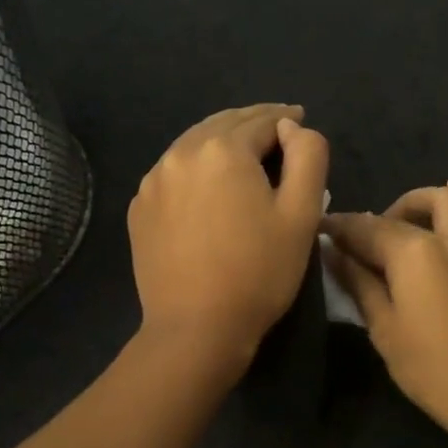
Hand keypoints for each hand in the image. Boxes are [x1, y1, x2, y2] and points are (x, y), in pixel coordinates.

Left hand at [129, 103, 329, 366]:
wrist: (196, 329)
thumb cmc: (259, 272)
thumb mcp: (302, 214)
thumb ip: (308, 156)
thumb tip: (291, 127)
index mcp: (223, 149)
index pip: (262, 120)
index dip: (286, 119)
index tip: (299, 119)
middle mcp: (181, 153)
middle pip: (223, 125)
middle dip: (252, 123)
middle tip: (275, 128)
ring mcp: (153, 181)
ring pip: (194, 145)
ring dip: (221, 142)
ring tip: (243, 153)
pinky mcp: (140, 209)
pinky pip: (173, 173)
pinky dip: (195, 168)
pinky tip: (207, 185)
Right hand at [322, 178, 447, 436]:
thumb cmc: (434, 370)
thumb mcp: (385, 330)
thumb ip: (360, 285)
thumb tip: (334, 254)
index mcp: (413, 254)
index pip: (367, 229)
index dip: (340, 227)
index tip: (322, 229)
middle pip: (410, 211)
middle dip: (380, 215)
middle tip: (366, 239)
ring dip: (428, 197)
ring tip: (411, 210)